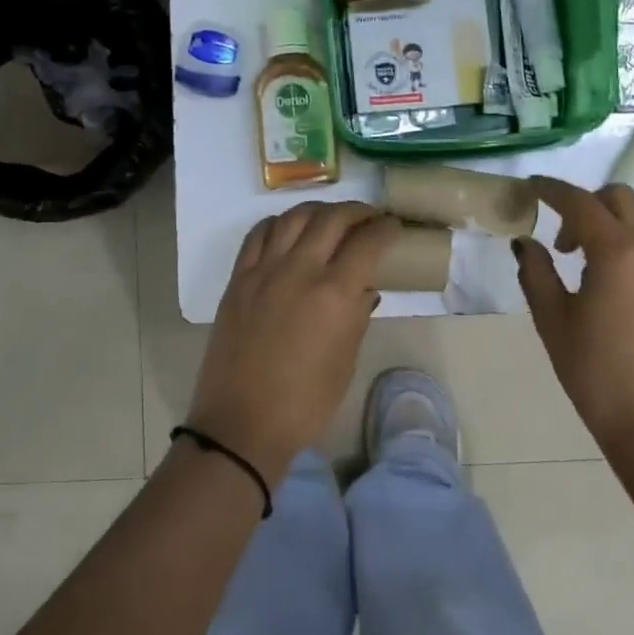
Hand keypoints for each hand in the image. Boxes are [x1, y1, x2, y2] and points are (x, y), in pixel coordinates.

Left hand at [188, 202, 400, 477]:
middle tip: (370, 218)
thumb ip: (357, 316)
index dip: (386, 229)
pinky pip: (259, 234)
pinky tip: (290, 230)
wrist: (242, 423)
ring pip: (294, 218)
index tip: (395, 227)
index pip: (368, 242)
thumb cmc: (305, 403)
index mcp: (334, 294)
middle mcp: (300, 271)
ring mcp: (264, 271)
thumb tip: (363, 288)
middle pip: (332, 219)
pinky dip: (280, 223)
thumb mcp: (346, 362)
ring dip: (319, 211)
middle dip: (357, 212)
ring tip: (332, 218)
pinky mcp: (238, 279)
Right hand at [514, 177, 633, 456]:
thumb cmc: (596, 374)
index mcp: (618, 252)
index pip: (581, 202)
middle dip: (587, 205)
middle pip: (621, 200)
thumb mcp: (553, 322)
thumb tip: (526, 243)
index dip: (552, 189)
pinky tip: (619, 306)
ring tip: (588, 280)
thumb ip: (537, 273)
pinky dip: (632, 261)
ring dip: (611, 235)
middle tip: (564, 243)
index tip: (532, 187)